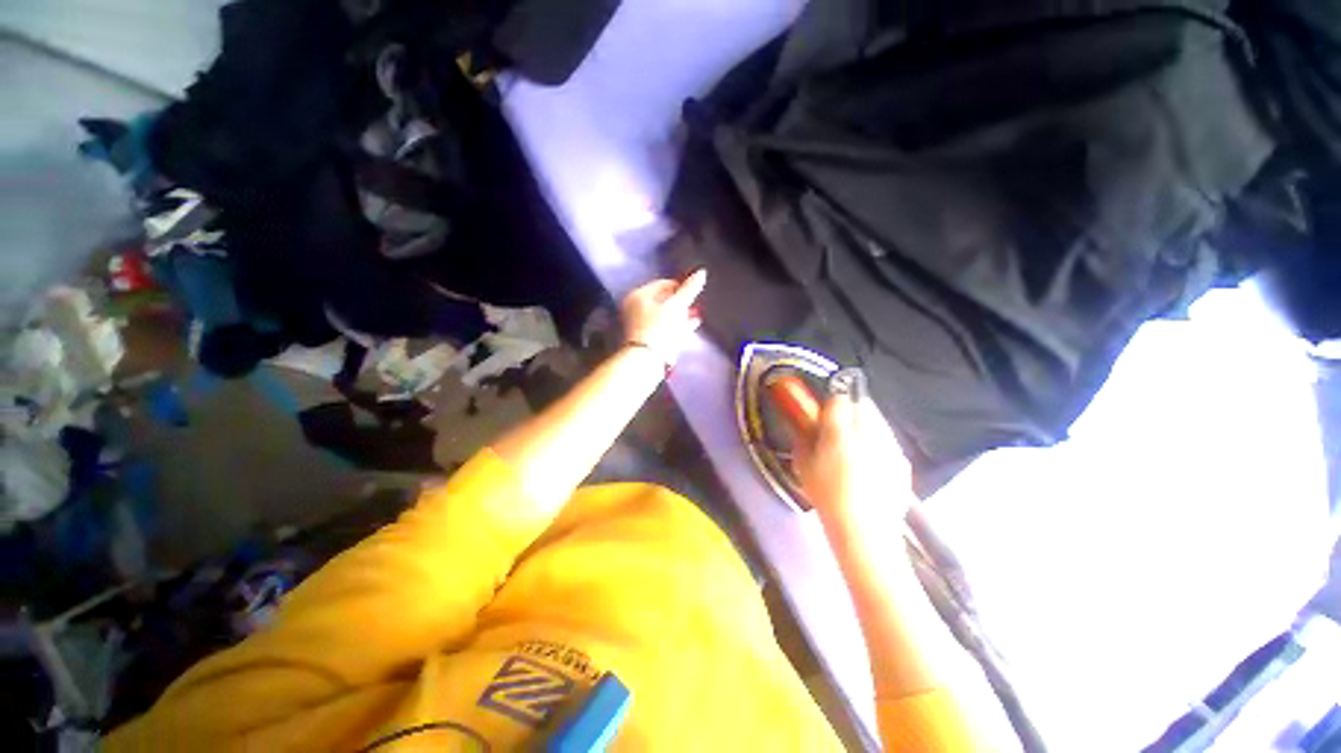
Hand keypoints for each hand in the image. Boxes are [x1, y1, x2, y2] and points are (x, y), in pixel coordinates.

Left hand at [620, 270, 706, 366]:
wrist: (647, 359)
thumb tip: (701, 272)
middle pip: (662, 300)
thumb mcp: (676, 306)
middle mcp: (636, 309)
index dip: (679, 285)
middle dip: (680, 301)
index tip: (693, 290)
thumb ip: (689, 289)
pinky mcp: (648, 340)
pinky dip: (677, 326)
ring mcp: (641, 326)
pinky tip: (690, 326)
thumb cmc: (659, 328)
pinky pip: (665, 328)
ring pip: (664, 315)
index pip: (662, 284)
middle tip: (693, 302)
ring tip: (695, 314)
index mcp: (638, 296)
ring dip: (680, 314)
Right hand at [794, 370, 912, 522]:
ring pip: (878, 419)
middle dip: (850, 406)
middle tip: (838, 421)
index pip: (838, 399)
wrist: (865, 531)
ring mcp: (890, 447)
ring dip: (866, 421)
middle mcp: (869, 434)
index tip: (823, 409)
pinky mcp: (902, 460)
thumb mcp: (804, 467)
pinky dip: (879, 440)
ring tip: (855, 439)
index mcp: (841, 434)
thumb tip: (804, 426)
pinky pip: (889, 439)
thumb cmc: (827, 497)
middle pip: (862, 404)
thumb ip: (803, 440)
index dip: (830, 400)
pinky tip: (870, 458)